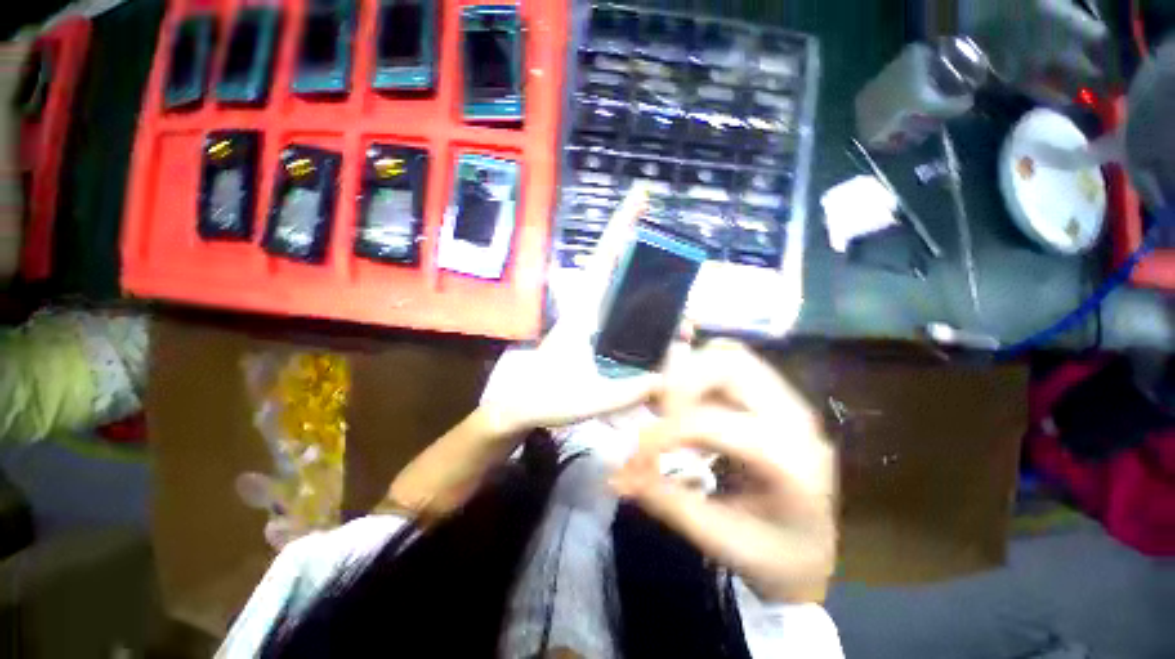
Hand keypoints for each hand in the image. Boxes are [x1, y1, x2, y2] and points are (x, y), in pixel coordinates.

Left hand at [480, 184, 661, 433]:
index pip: (605, 258)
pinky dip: (652, 330)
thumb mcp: (591, 396)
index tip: (642, 194)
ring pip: (635, 302)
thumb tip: (670, 375)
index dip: (622, 224)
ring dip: (663, 314)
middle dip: (666, 288)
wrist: (524, 405)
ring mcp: (597, 322)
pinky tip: (665, 347)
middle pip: (632, 280)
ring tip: (684, 339)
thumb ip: (631, 389)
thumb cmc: (549, 396)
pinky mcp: (599, 337)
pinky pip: (632, 324)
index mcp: (585, 309)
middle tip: (689, 319)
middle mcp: (593, 308)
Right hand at [612, 339, 837, 602]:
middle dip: (681, 384)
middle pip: (729, 366)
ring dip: (692, 371)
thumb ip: (668, 502)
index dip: (664, 433)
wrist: (814, 549)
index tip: (635, 454)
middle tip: (659, 416)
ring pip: (731, 355)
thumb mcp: (720, 539)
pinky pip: (735, 362)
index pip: (712, 424)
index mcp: (788, 462)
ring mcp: (789, 401)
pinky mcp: (776, 396)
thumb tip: (620, 476)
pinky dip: (704, 369)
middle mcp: (794, 418)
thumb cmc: (775, 556)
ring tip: (673, 405)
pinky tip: (692, 399)